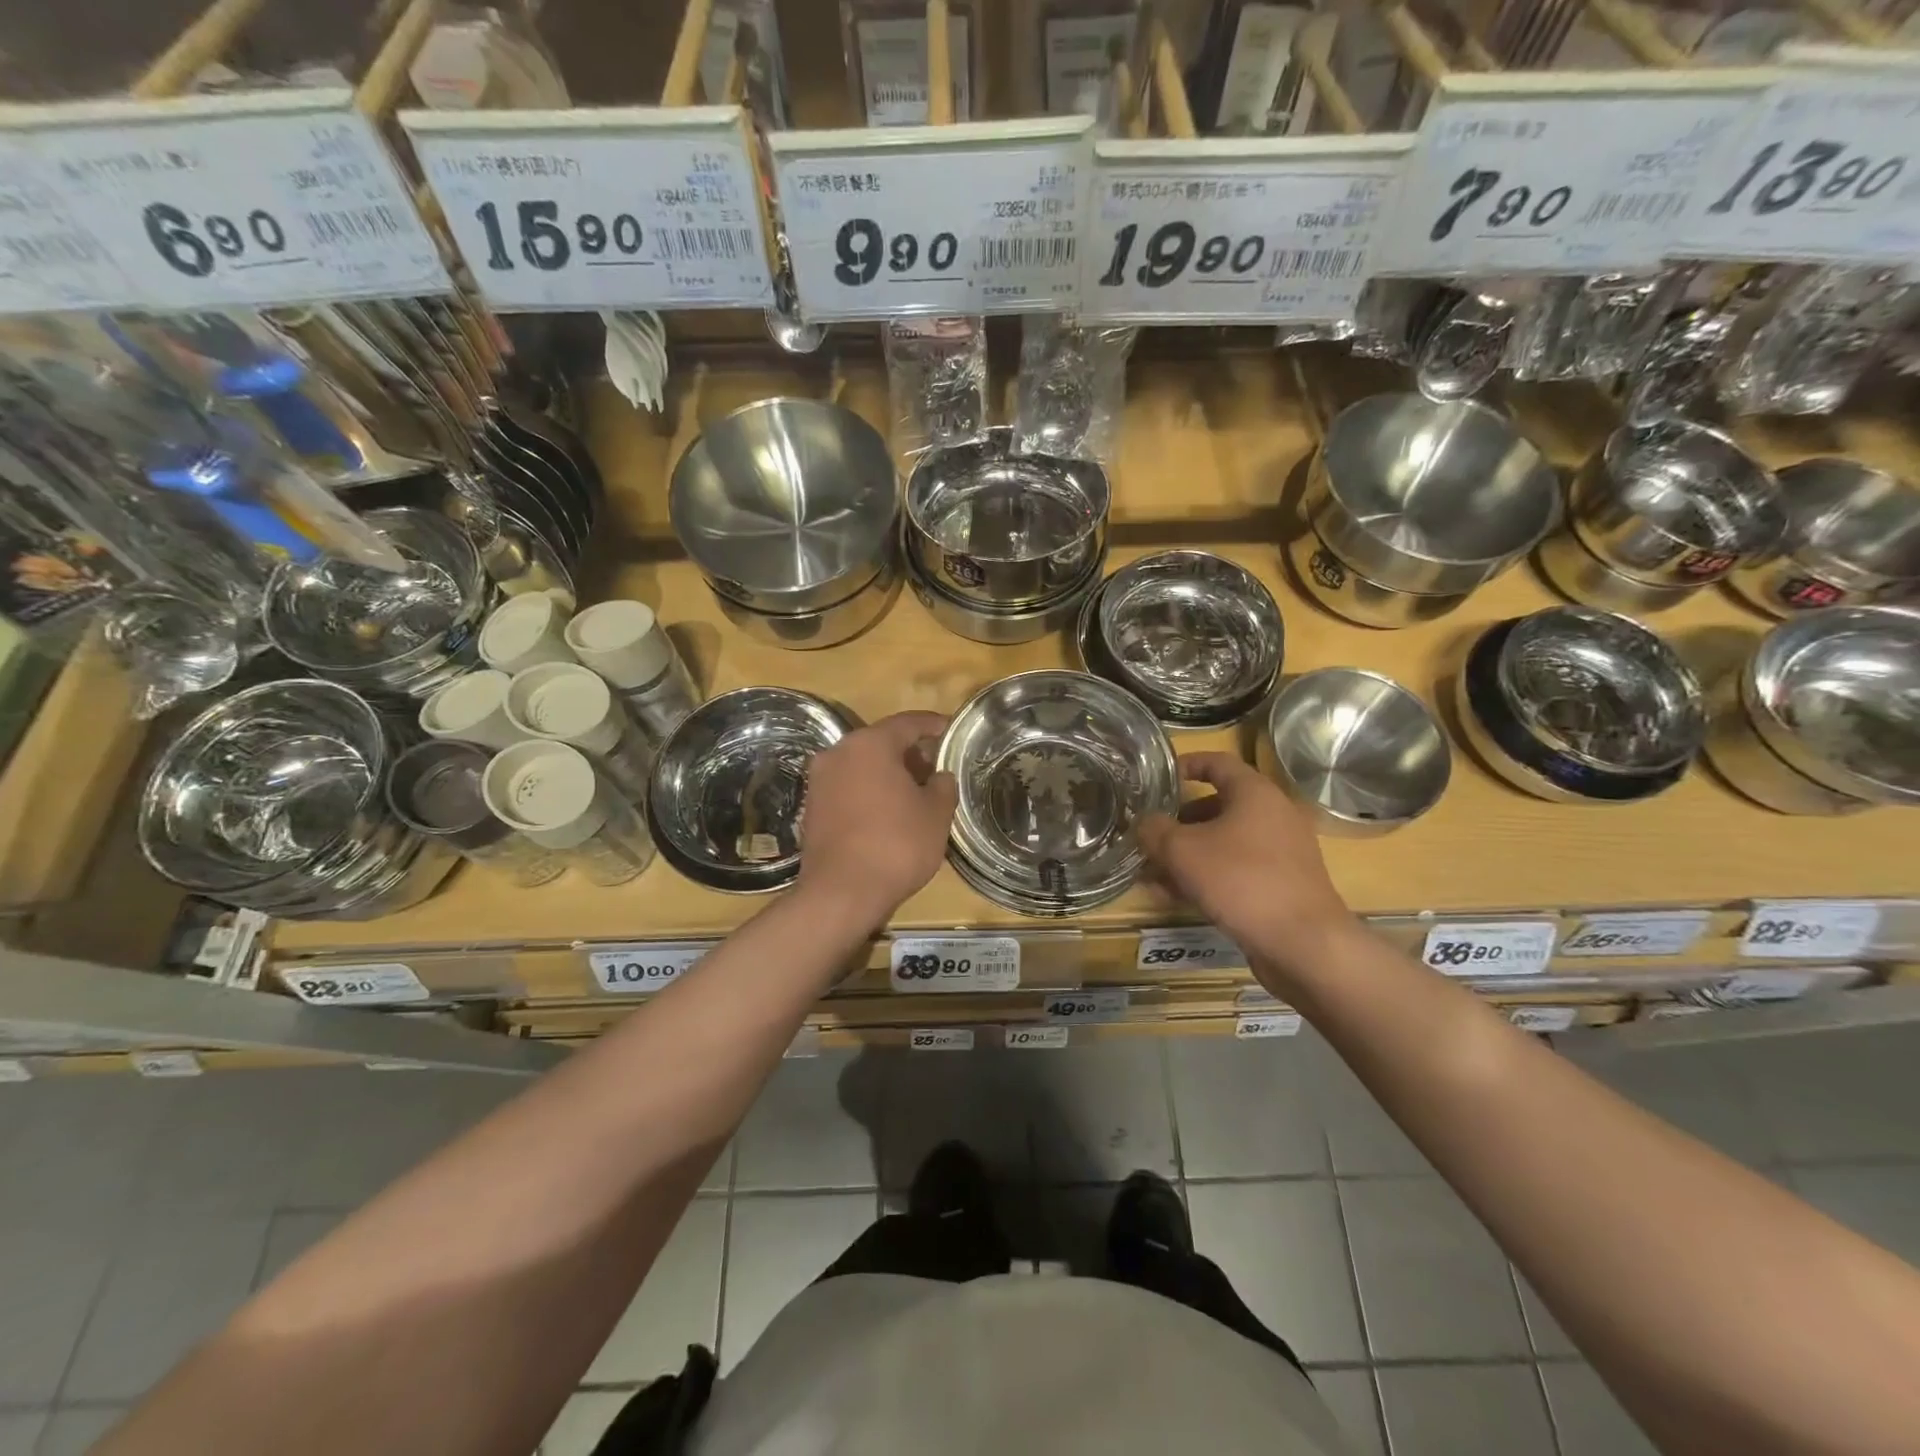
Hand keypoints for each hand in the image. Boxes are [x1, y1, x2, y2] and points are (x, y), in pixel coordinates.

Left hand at [797, 711, 956, 927]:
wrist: (841, 893)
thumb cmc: (896, 845)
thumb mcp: (936, 814)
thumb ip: (943, 785)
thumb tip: (939, 776)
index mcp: (870, 744)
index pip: (907, 723)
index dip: (933, 725)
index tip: (950, 730)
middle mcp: (838, 753)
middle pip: (880, 742)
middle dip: (909, 752)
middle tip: (935, 768)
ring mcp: (820, 781)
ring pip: (861, 765)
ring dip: (887, 773)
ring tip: (914, 793)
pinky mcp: (812, 808)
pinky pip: (848, 788)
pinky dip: (868, 792)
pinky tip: (887, 813)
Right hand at [1137, 753, 1357, 983]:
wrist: (1304, 944)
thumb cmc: (1242, 881)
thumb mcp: (1183, 851)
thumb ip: (1155, 830)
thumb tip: (1144, 823)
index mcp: (1255, 794)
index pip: (1217, 763)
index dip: (1186, 765)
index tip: (1158, 777)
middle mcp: (1272, 816)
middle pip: (1217, 806)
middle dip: (1178, 821)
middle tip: (1149, 834)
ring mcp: (1280, 853)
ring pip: (1223, 843)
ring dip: (1187, 854)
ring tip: (1151, 872)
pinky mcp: (1280, 885)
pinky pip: (1235, 870)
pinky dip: (1205, 876)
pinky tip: (1173, 896)